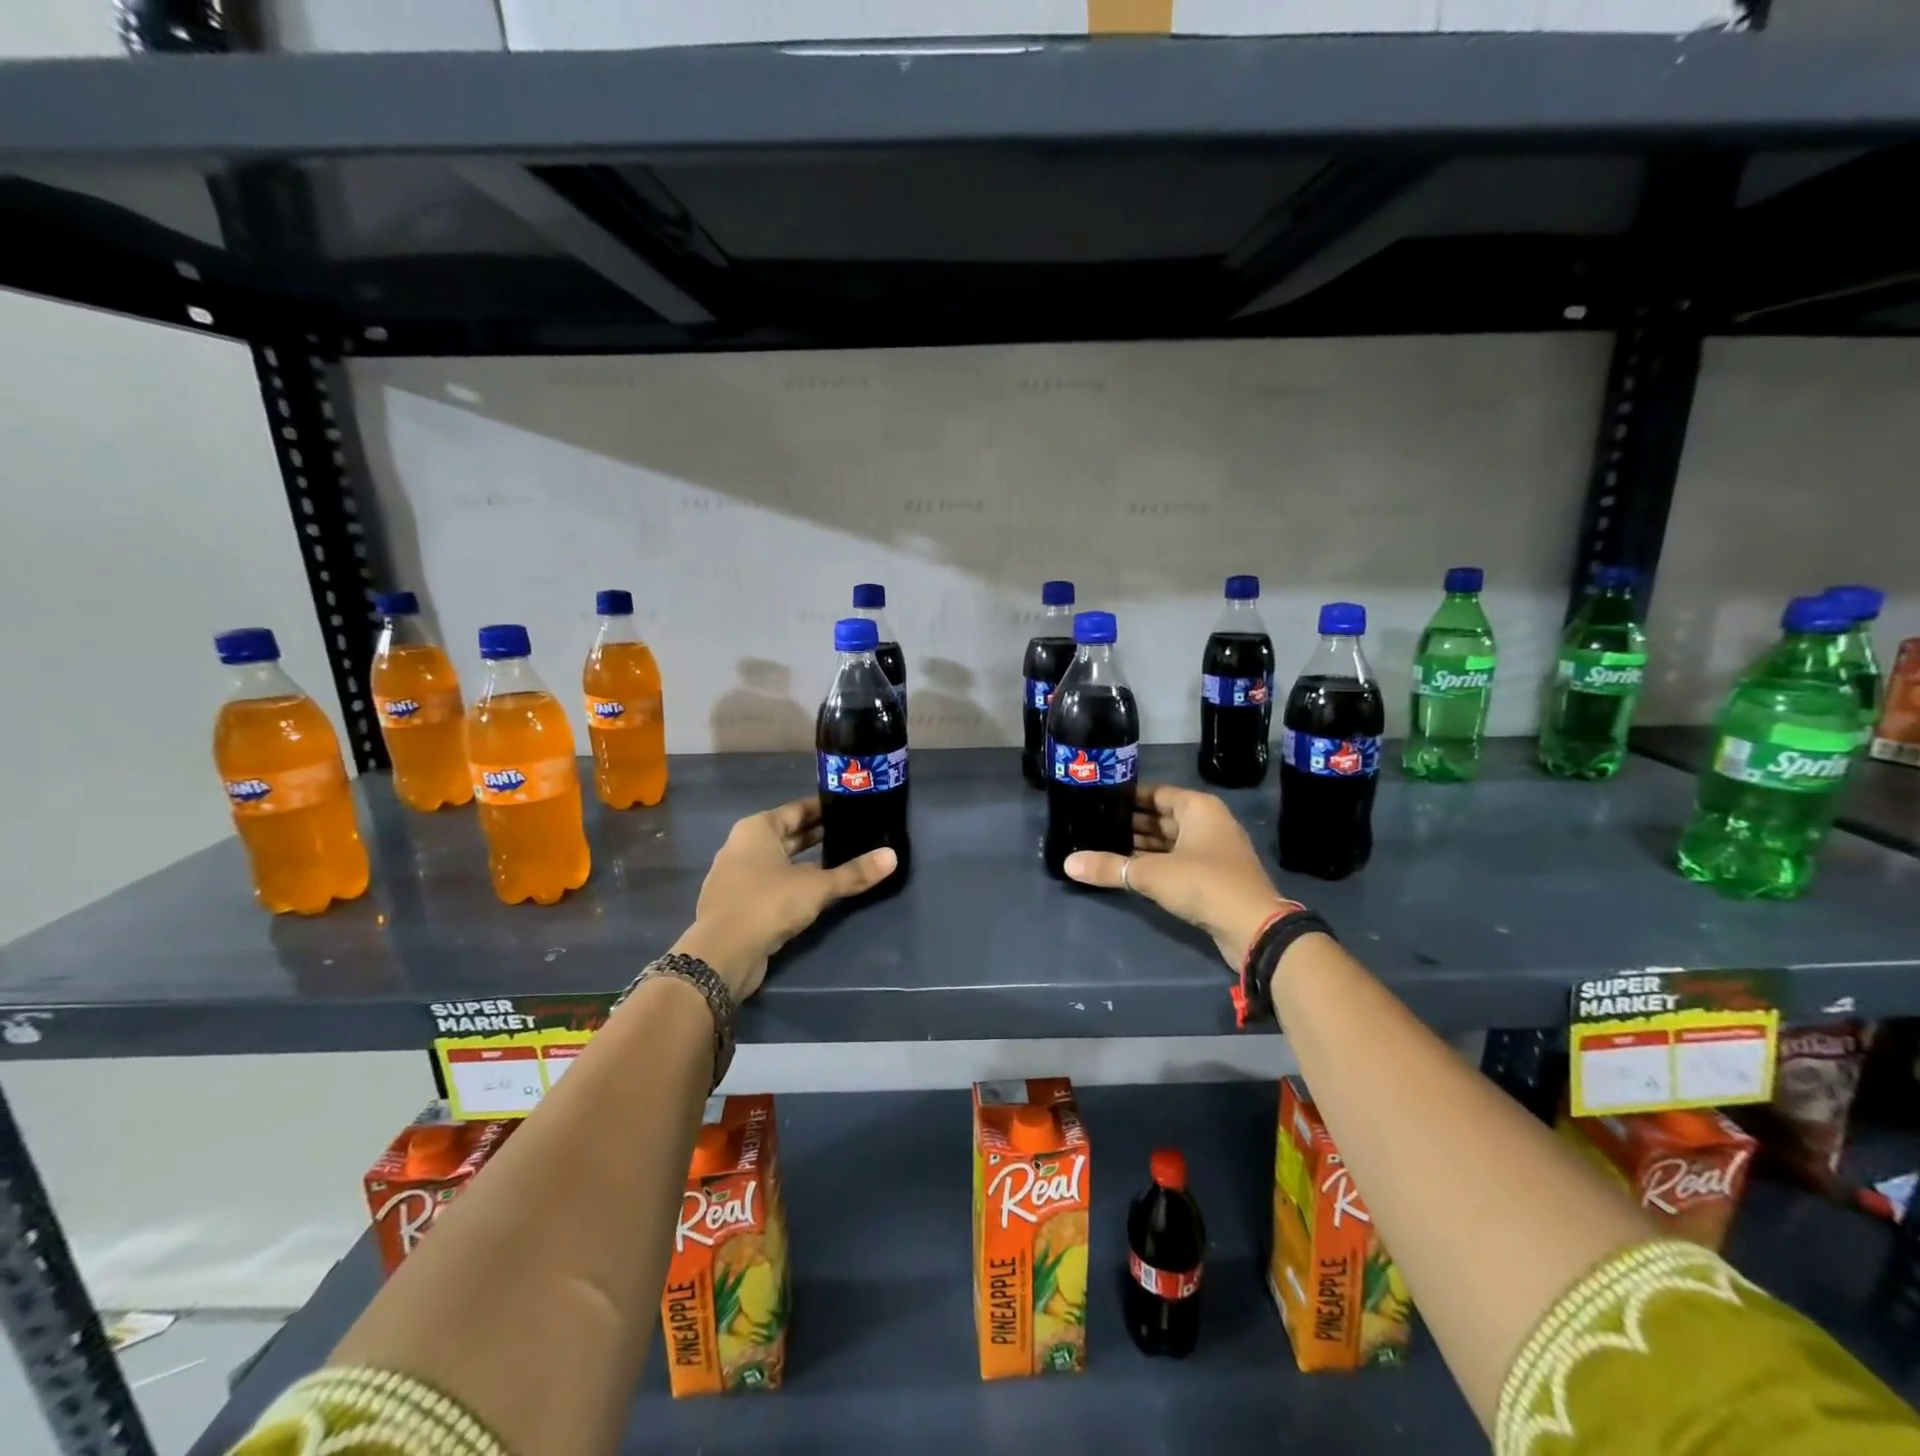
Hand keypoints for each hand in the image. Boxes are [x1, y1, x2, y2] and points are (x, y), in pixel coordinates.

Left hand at [673, 798, 896, 1000]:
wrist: (722, 955)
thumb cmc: (768, 904)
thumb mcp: (817, 887)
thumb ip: (853, 873)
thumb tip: (892, 857)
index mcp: (757, 829)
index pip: (797, 809)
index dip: (824, 809)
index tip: (850, 809)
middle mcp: (741, 846)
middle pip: (787, 834)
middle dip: (817, 835)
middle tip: (852, 834)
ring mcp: (735, 876)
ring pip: (778, 860)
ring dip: (805, 861)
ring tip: (839, 861)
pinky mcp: (736, 903)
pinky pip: (770, 883)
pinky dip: (791, 882)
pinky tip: (814, 892)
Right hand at [1063, 782, 1290, 967]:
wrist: (1254, 927)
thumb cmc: (1204, 883)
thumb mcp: (1151, 873)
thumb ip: (1109, 867)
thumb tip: (1068, 863)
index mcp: (1198, 808)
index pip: (1156, 793)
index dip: (1128, 797)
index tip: (1099, 801)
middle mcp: (1208, 823)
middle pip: (1162, 817)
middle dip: (1130, 823)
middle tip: (1094, 825)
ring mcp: (1213, 851)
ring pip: (1169, 841)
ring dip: (1141, 846)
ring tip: (1103, 846)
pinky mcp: (1212, 877)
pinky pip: (1176, 861)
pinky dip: (1155, 863)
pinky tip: (1128, 870)